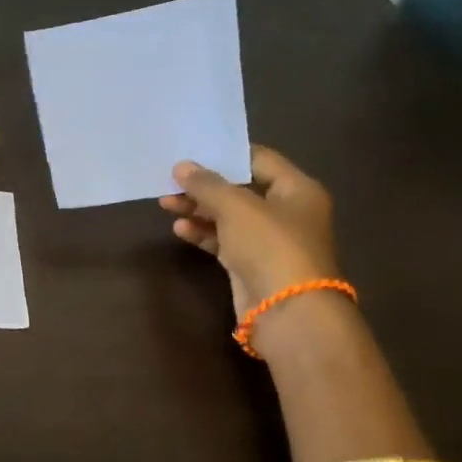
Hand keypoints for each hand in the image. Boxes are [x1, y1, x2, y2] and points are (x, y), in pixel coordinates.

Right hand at [158, 146, 340, 312]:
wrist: (288, 311)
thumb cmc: (270, 246)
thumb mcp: (236, 207)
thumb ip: (207, 185)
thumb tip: (181, 166)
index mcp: (296, 189)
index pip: (259, 159)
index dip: (226, 154)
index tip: (192, 150)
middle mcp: (286, 212)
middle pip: (240, 189)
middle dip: (204, 186)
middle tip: (170, 180)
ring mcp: (268, 240)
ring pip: (228, 217)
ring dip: (198, 210)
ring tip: (165, 203)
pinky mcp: (251, 264)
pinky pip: (224, 241)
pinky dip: (203, 234)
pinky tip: (180, 229)